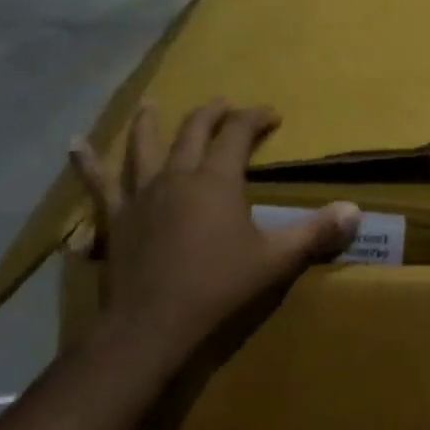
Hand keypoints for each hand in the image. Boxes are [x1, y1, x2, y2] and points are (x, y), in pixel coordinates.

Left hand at [68, 100, 360, 359]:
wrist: (151, 326)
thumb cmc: (217, 288)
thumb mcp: (275, 261)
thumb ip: (315, 233)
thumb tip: (355, 211)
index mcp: (216, 180)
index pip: (237, 134)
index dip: (254, 118)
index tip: (271, 114)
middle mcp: (177, 176)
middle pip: (194, 131)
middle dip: (212, 114)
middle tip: (223, 105)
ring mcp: (141, 195)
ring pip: (144, 147)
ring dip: (150, 123)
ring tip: (151, 103)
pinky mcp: (115, 219)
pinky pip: (98, 184)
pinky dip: (87, 162)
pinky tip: (74, 144)